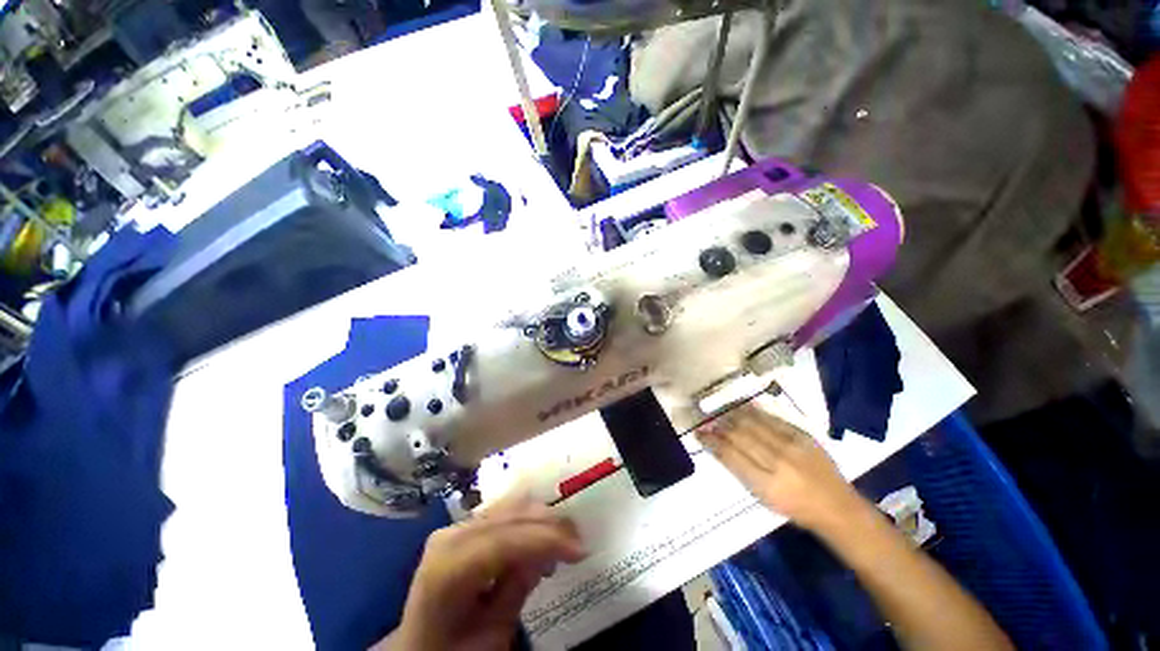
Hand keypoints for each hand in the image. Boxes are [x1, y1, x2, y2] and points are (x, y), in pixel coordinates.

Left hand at [377, 497, 585, 650]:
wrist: (420, 644)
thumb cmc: (454, 649)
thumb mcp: (490, 635)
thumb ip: (518, 590)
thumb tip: (550, 554)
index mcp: (447, 568)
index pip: (504, 541)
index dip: (546, 539)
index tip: (580, 549)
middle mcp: (450, 535)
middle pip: (509, 516)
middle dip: (550, 524)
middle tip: (579, 543)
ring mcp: (457, 525)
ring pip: (510, 506)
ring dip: (541, 519)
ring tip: (564, 544)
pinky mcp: (466, 524)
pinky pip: (504, 511)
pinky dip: (529, 521)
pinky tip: (541, 541)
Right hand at [697, 403, 865, 533]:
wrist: (837, 507)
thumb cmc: (795, 508)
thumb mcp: (763, 498)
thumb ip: (741, 471)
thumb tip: (720, 446)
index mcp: (765, 484)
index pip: (729, 455)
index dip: (711, 442)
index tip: (699, 433)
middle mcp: (777, 462)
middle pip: (739, 436)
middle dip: (719, 427)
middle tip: (707, 422)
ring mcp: (792, 446)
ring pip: (753, 423)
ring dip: (732, 417)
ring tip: (721, 414)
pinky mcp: (803, 435)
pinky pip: (772, 418)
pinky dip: (754, 412)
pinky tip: (743, 409)